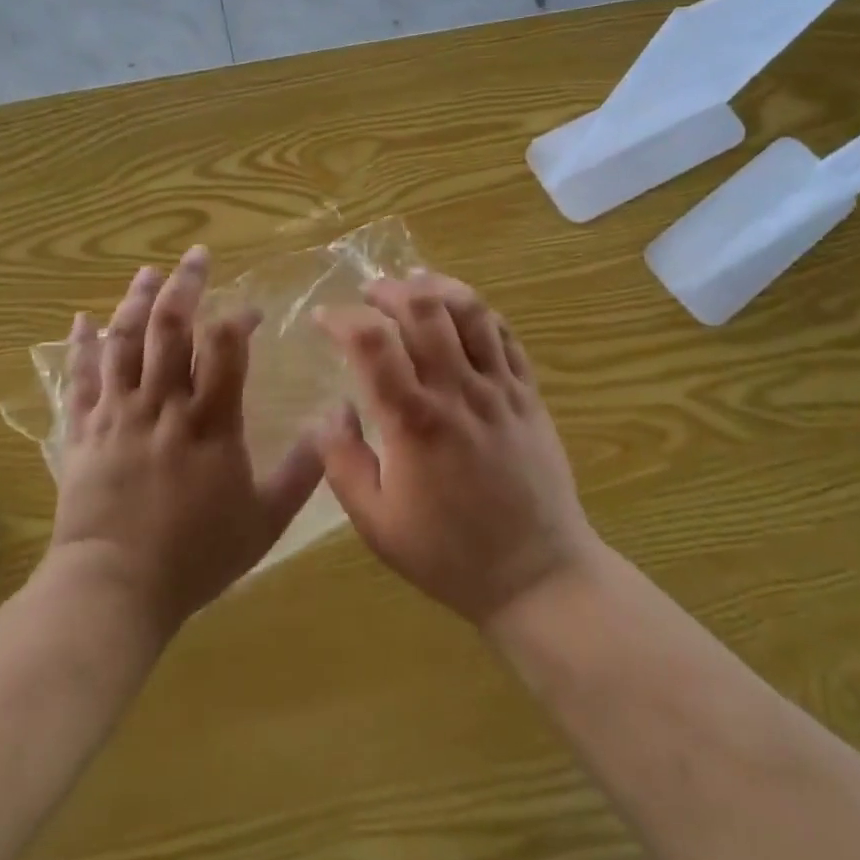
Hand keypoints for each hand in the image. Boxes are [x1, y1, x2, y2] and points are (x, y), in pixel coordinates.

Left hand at [47, 246, 323, 638]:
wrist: (114, 589)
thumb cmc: (195, 556)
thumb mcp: (265, 520)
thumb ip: (303, 471)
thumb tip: (334, 426)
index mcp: (209, 422)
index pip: (225, 346)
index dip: (238, 318)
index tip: (251, 311)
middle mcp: (161, 405)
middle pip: (170, 328)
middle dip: (185, 285)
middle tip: (197, 256)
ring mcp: (117, 414)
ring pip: (124, 342)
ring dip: (136, 301)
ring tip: (148, 272)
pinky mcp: (84, 431)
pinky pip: (80, 377)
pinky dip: (81, 345)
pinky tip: (82, 320)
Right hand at [310, 271, 600, 628]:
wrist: (536, 574)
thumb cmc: (448, 554)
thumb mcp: (376, 522)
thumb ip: (342, 461)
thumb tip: (329, 409)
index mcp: (413, 420)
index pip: (370, 342)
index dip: (340, 318)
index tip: (323, 318)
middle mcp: (457, 391)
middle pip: (424, 308)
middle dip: (389, 289)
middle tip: (370, 294)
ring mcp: (500, 389)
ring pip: (472, 311)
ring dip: (438, 287)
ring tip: (416, 285)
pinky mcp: (530, 395)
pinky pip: (507, 336)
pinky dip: (480, 313)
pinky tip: (463, 315)